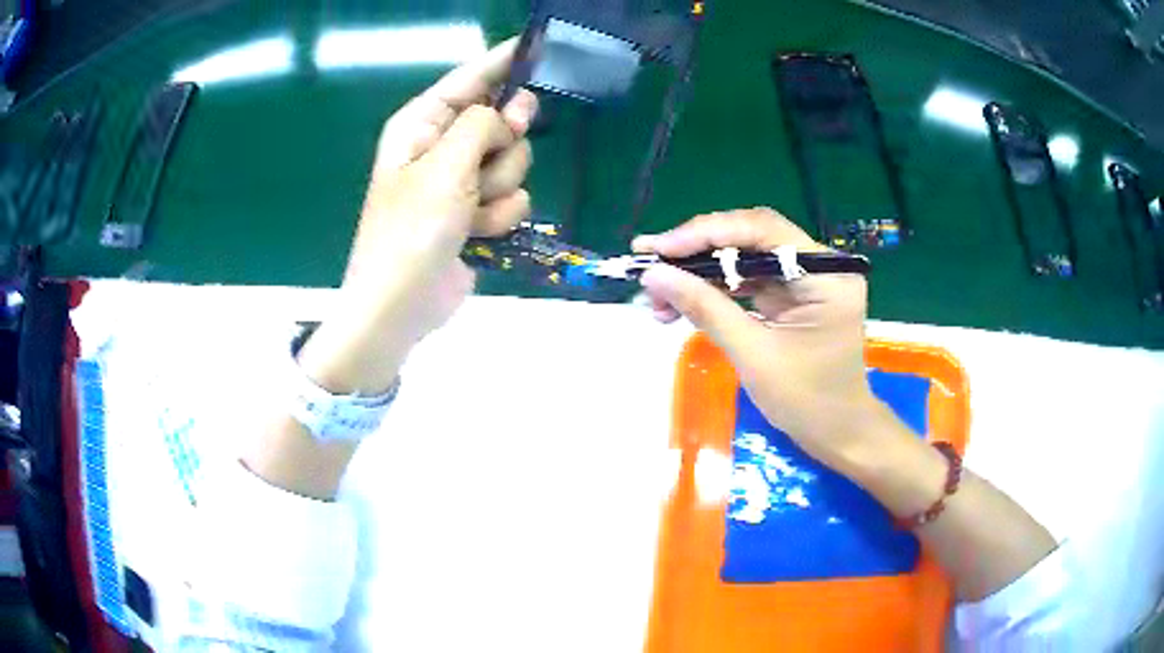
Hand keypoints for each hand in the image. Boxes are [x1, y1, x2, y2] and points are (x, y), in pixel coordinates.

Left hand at [298, 40, 538, 393]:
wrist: (399, 306)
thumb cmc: (410, 231)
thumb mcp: (445, 167)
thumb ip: (483, 125)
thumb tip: (513, 109)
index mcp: (421, 124)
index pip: (469, 79)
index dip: (502, 62)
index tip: (536, 46)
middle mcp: (441, 145)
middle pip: (501, 120)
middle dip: (503, 145)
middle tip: (486, 165)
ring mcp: (460, 181)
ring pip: (513, 162)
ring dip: (498, 190)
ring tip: (469, 213)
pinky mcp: (477, 213)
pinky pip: (512, 197)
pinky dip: (499, 217)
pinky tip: (476, 235)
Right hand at [634, 208, 894, 472]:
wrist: (836, 433)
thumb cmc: (806, 401)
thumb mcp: (753, 355)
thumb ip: (706, 308)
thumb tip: (653, 275)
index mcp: (826, 274)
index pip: (762, 230)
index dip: (706, 234)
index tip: (659, 249)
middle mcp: (820, 265)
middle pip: (750, 238)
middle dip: (697, 251)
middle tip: (649, 262)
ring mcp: (806, 279)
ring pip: (743, 257)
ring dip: (699, 272)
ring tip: (657, 294)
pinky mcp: (792, 295)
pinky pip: (747, 280)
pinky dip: (714, 289)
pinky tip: (680, 303)